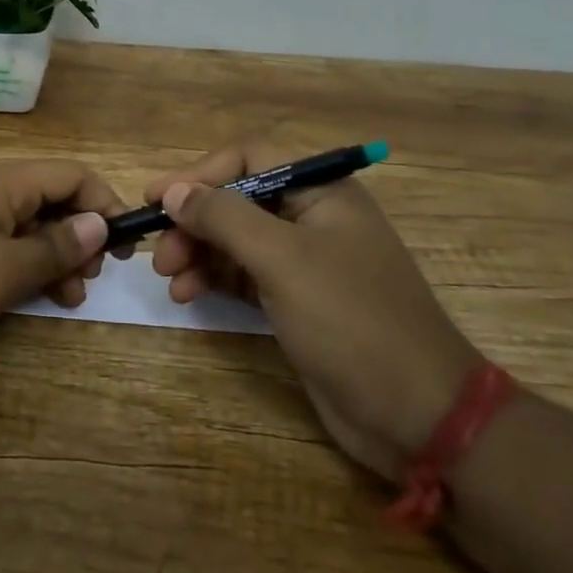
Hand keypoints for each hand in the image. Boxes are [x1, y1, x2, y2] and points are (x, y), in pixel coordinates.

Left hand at [0, 160, 127, 374]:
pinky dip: (22, 267)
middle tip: (91, 280)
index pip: (72, 175)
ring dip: (55, 257)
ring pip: (27, 226)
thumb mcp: (1, 272)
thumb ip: (54, 247)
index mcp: (2, 184)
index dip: (105, 204)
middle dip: (81, 236)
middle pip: (51, 199)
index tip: (123, 249)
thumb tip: (99, 223)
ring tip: (67, 298)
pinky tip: (28, 297)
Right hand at [147, 139, 482, 480]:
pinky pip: (247, 275)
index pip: (250, 159)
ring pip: (238, 241)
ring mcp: (308, 262)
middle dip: (196, 223)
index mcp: (323, 192)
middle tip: (160, 255)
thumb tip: (174, 191)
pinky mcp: (299, 301)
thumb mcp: (282, 259)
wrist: (416, 413)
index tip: (156, 199)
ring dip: (200, 254)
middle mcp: (314, 218)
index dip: (200, 174)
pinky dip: (217, 280)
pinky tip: (190, 296)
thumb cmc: (350, 320)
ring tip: (170, 281)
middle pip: (239, 201)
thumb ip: (224, 217)